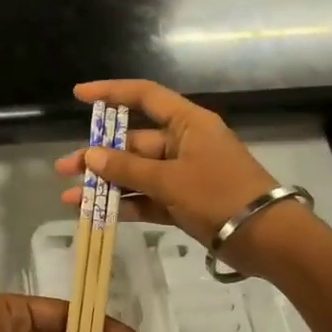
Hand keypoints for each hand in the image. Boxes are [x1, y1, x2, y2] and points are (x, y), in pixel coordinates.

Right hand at [55, 80, 316, 277]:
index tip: (79, 95)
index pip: (144, 96)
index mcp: (188, 123)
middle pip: (134, 142)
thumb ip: (127, 169)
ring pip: (137, 174)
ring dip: (106, 185)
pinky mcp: (185, 203)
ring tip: (71, 198)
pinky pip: (148, 198)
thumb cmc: (220, 195)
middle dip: (98, 156)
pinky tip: (97, 215)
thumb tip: (91, 156)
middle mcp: (184, 144)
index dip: (111, 92)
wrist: (267, 238)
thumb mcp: (170, 180)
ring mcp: (184, 175)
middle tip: (65, 168)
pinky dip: (125, 205)